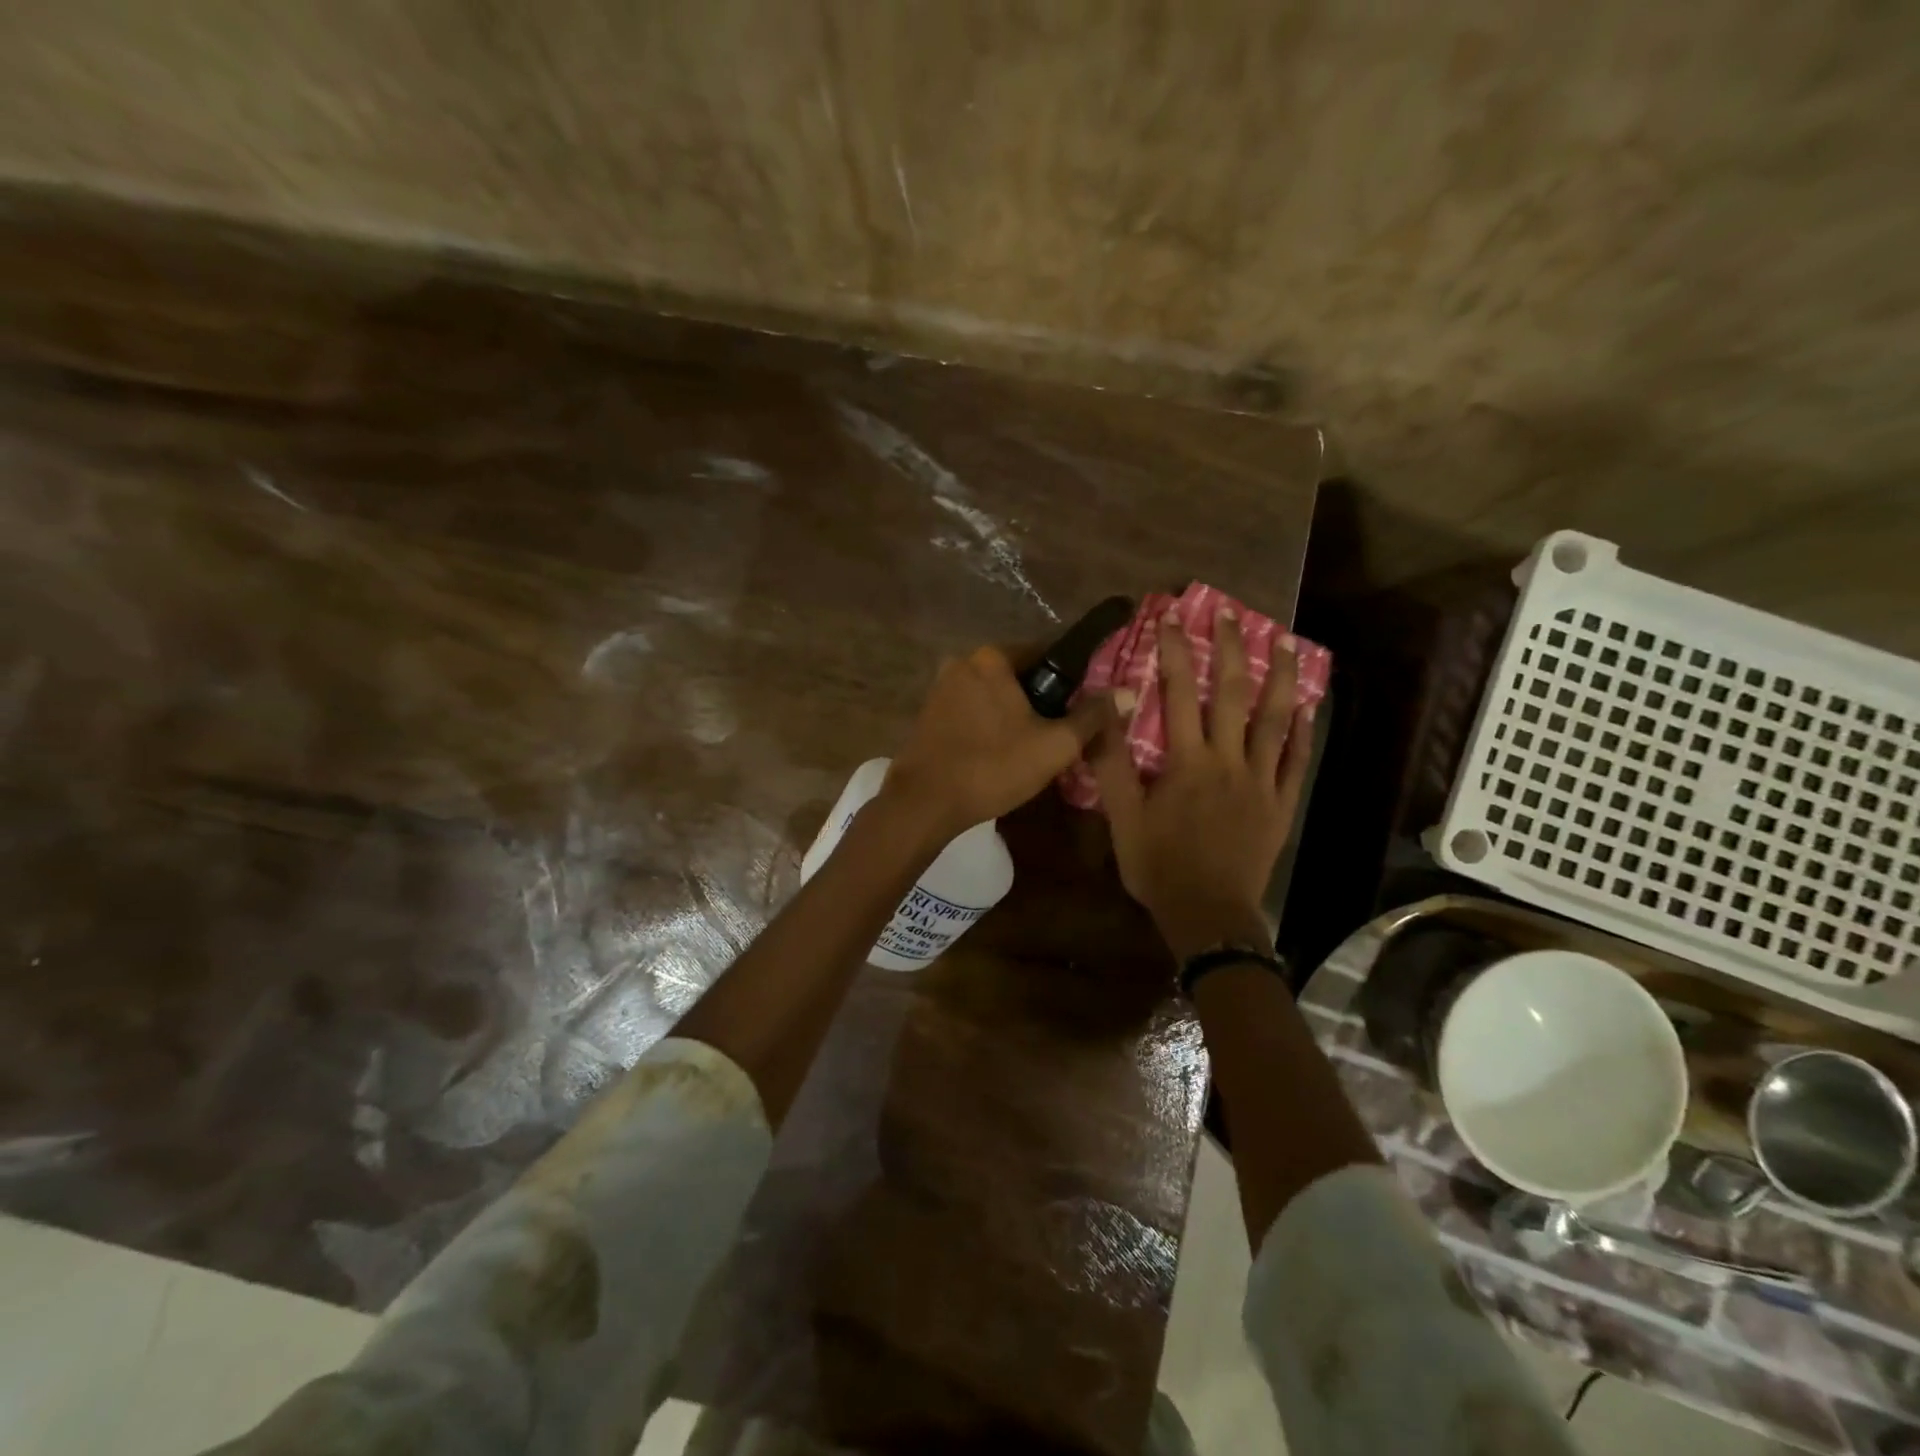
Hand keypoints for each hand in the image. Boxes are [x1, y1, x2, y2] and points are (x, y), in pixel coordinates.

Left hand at [884, 645, 1127, 840]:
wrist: (925, 803)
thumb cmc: (993, 767)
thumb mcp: (1054, 745)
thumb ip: (1091, 716)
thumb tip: (1125, 694)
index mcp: (992, 657)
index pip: (1046, 653)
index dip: (1071, 680)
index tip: (1084, 707)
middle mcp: (963, 662)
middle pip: (1018, 675)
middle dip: (1041, 700)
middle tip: (1060, 734)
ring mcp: (941, 687)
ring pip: (994, 695)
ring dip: (1014, 714)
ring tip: (1033, 748)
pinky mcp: (929, 713)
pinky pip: (972, 710)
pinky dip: (990, 724)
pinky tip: (1000, 753)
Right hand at [1091, 608, 1316, 959]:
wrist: (1207, 915)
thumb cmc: (1158, 866)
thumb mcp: (1121, 817)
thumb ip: (1111, 762)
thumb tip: (1106, 709)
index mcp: (1187, 762)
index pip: (1179, 694)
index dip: (1175, 652)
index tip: (1171, 617)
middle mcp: (1228, 761)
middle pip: (1232, 694)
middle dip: (1230, 649)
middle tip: (1230, 614)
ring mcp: (1261, 781)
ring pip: (1274, 719)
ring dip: (1279, 677)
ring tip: (1285, 641)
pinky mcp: (1281, 804)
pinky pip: (1296, 761)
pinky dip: (1302, 730)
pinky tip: (1307, 705)